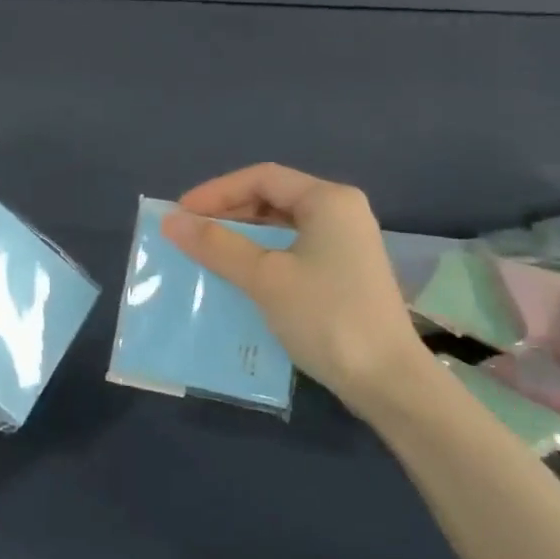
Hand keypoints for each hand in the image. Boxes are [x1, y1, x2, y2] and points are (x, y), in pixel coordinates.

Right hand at [161, 164, 434, 421]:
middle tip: (190, 233)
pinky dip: (262, 258)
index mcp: (328, 200)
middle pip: (273, 198)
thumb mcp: (264, 278)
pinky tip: (238, 278)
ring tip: (206, 254)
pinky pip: (293, 252)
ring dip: (242, 238)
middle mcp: (341, 213)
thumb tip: (171, 221)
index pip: (262, 177)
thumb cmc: (326, 316)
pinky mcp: (344, 275)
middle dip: (228, 213)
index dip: (216, 191)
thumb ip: (217, 245)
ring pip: (282, 227)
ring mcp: (346, 245)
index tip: (180, 213)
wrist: (388, 381)